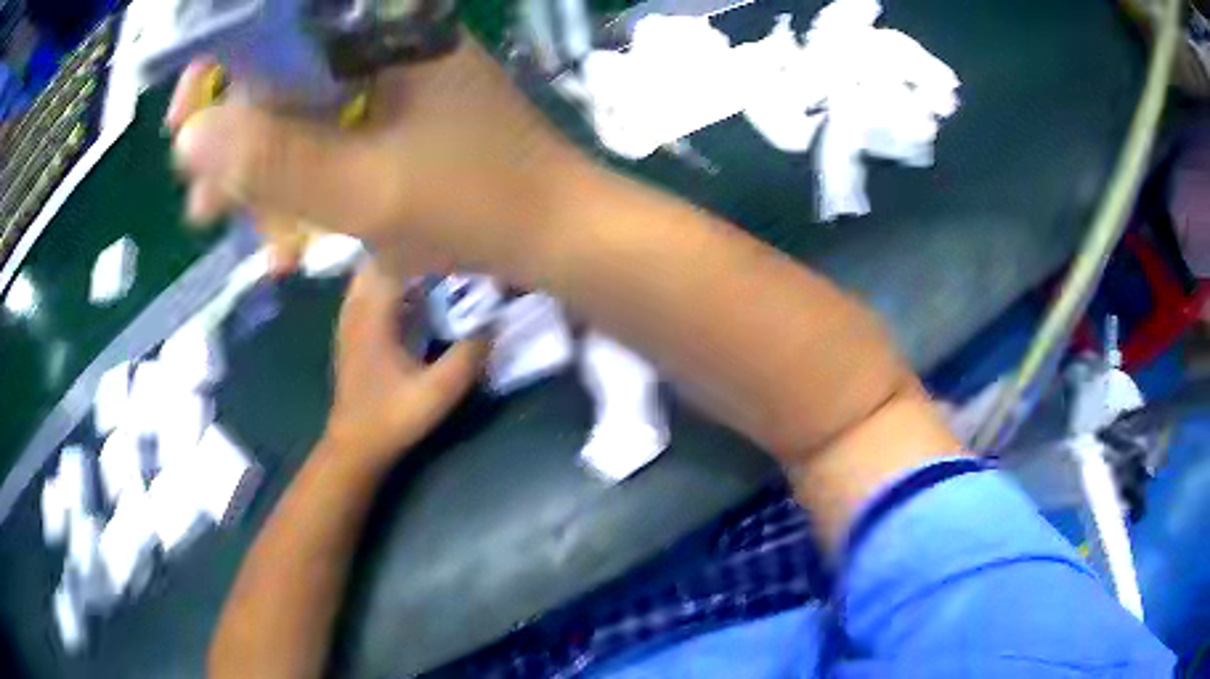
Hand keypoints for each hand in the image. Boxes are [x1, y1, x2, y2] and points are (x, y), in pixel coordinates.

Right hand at [169, 36, 588, 282]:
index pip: (279, 29)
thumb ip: (273, 160)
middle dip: (237, 146)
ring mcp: (388, 84)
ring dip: (267, 179)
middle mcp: (383, 44)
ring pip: (300, 117)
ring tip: (249, 242)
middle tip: (203, 207)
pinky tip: (291, 240)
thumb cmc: (473, 203)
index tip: (184, 124)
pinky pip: (327, 141)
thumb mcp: (363, 188)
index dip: (220, 71)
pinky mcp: (393, 120)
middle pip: (281, 78)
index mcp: (382, 32)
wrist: (549, 231)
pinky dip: (302, 186)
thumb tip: (189, 137)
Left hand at [323, 264, 487, 467]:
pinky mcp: (351, 330)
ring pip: (370, 272)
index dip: (424, 245)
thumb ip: (467, 357)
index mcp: (374, 316)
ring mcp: (349, 318)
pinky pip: (367, 289)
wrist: (355, 444)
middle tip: (446, 248)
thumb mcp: (437, 393)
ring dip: (398, 263)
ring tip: (432, 264)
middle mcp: (357, 308)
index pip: (394, 258)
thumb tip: (493, 323)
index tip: (455, 241)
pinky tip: (412, 293)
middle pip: (379, 257)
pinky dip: (389, 281)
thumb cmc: (392, 418)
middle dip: (410, 247)